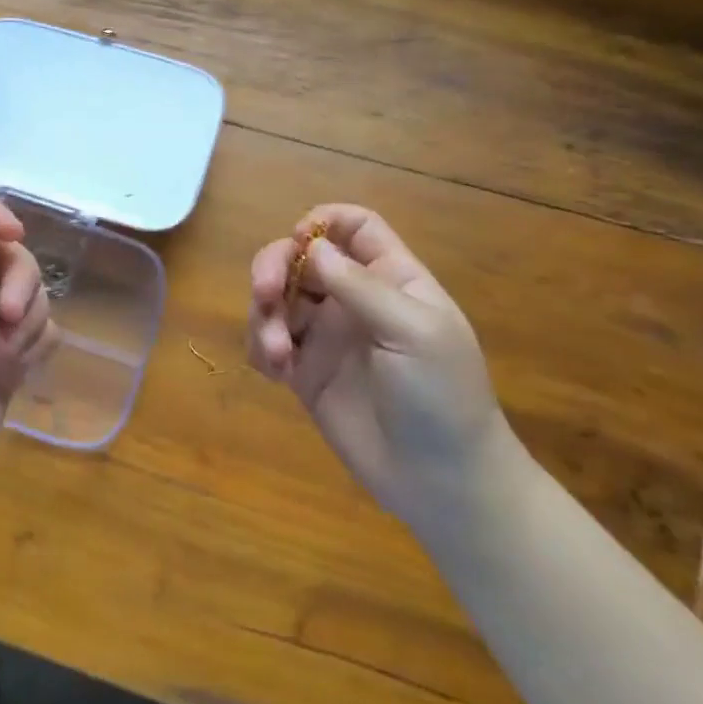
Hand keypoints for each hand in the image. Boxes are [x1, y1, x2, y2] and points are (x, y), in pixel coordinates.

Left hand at [0, 196, 57, 529]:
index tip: (15, 237)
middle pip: (2, 254)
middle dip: (18, 279)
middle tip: (7, 316)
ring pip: (26, 292)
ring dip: (27, 317)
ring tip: (8, 356)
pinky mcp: (5, 361)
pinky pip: (37, 330)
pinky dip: (36, 342)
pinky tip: (21, 369)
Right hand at [247, 204, 516, 529]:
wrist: (441, 481)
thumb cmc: (442, 397)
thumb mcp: (413, 332)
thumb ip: (360, 287)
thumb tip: (311, 247)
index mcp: (390, 279)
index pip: (354, 227)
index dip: (323, 222)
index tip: (299, 241)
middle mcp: (353, 299)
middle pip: (300, 258)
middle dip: (274, 267)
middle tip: (264, 293)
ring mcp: (326, 336)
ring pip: (277, 299)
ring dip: (264, 316)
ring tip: (277, 355)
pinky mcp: (304, 373)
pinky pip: (268, 343)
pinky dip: (260, 348)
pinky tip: (275, 373)